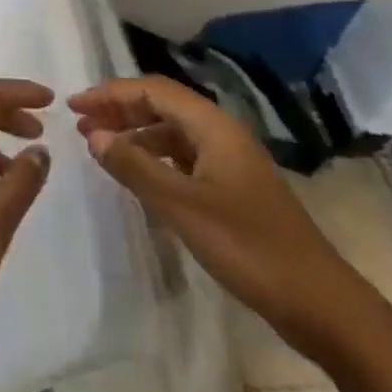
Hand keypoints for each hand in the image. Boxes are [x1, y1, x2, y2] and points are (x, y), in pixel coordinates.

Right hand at [70, 75, 368, 363]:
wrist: (318, 302)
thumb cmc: (248, 246)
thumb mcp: (182, 206)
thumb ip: (134, 166)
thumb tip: (93, 134)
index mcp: (214, 127)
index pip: (153, 90)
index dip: (110, 93)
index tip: (73, 105)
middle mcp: (222, 135)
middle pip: (163, 106)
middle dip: (120, 110)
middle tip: (80, 124)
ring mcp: (230, 163)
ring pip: (172, 133)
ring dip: (135, 134)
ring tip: (100, 148)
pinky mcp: (232, 190)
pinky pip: (183, 159)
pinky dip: (154, 159)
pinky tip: (137, 176)